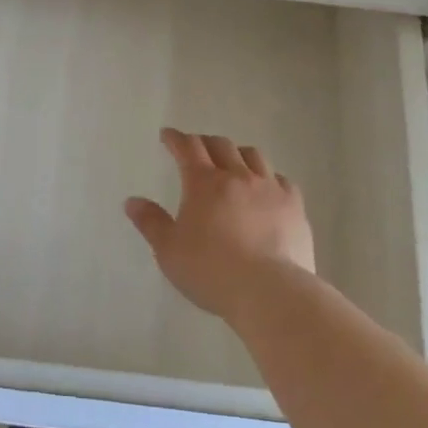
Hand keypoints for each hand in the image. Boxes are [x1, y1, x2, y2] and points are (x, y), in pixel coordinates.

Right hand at [125, 128, 315, 323]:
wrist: (269, 291)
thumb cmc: (210, 270)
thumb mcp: (169, 250)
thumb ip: (151, 222)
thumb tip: (132, 201)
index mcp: (204, 183)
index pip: (188, 147)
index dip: (176, 139)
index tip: (168, 136)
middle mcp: (238, 176)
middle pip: (221, 145)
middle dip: (205, 142)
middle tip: (197, 148)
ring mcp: (270, 189)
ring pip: (254, 156)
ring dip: (238, 153)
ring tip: (232, 162)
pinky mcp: (295, 206)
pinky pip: (281, 180)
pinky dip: (268, 177)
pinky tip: (266, 189)